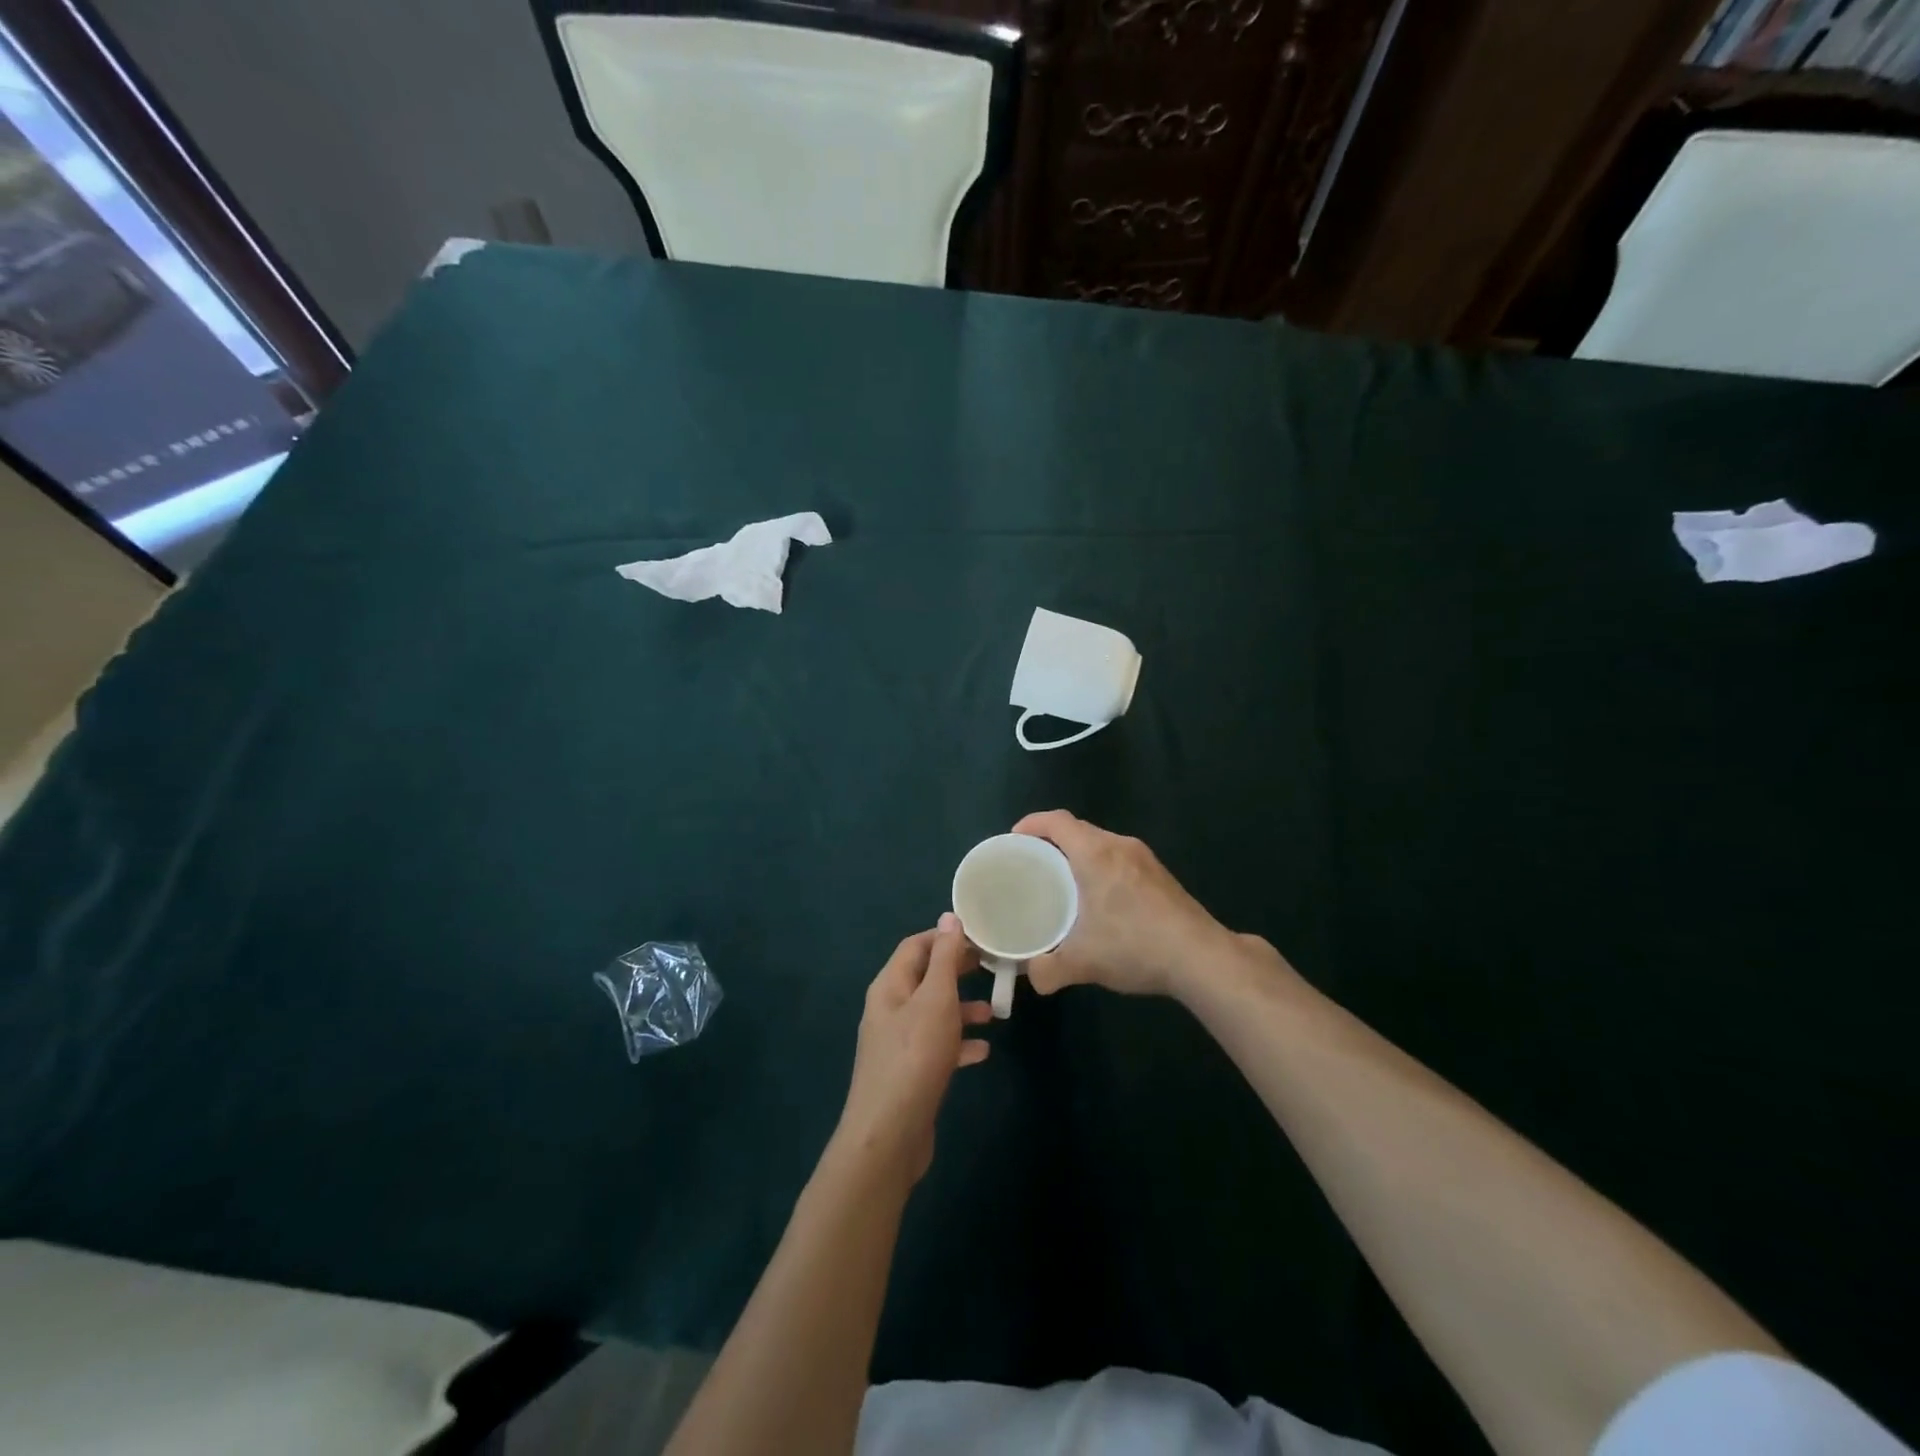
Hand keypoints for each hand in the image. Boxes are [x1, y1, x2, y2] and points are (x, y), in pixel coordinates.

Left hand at [834, 914, 992, 1184]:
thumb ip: (945, 958)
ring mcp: (898, 1043)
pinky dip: (959, 1044)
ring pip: (934, 1014)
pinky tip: (983, 1051)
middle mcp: (890, 1009)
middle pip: (926, 978)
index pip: (916, 946)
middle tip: (992, 966)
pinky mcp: (910, 1073)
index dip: (945, 936)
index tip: (980, 935)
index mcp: (890, 986)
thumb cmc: (915, 1056)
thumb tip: (950, 916)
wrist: (889, 1135)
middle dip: (957, 971)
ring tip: (994, 1012)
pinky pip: (937, 1047)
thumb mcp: (935, 999)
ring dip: (962, 1009)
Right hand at [1012, 810, 1238, 999]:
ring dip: (1078, 854)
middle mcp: (1120, 846)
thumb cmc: (1135, 946)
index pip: (1057, 821)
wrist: (1201, 957)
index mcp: (1096, 854)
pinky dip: (1100, 866)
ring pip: (1101, 843)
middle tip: (1031, 864)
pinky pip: (1119, 857)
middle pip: (1078, 829)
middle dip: (1051, 840)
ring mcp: (1144, 858)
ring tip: (1061, 881)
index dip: (1031, 824)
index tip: (1013, 839)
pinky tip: (1099, 898)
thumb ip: (1048, 970)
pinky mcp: (1160, 874)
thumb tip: (1032, 976)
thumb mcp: (1083, 962)